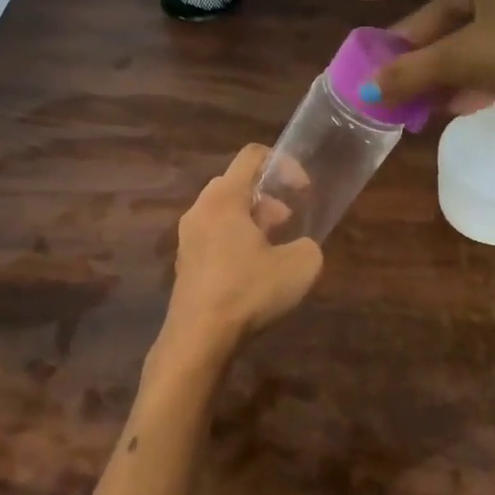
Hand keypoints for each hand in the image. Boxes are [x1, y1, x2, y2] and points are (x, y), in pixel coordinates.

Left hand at [156, 145, 323, 368]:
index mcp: (224, 197)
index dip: (284, 164)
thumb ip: (309, 246)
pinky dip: (236, 240)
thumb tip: (300, 247)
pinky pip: (214, 235)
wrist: (198, 339)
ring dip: (253, 220)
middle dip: (269, 196)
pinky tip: (253, 272)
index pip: (253, 155)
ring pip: (224, 211)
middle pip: (237, 183)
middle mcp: (200, 208)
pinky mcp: (185, 262)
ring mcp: (187, 236)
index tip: (302, 190)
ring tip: (275, 249)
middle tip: (288, 222)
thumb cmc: (247, 292)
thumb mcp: (300, 267)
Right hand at [355, 0, 494, 122]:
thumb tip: (368, 90)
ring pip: (475, 27)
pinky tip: (464, 101)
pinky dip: (478, 66)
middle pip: (449, 1)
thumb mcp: (467, 57)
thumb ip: (413, 72)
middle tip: (393, 64)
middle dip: (419, 38)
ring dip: (446, 61)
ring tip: (423, 94)